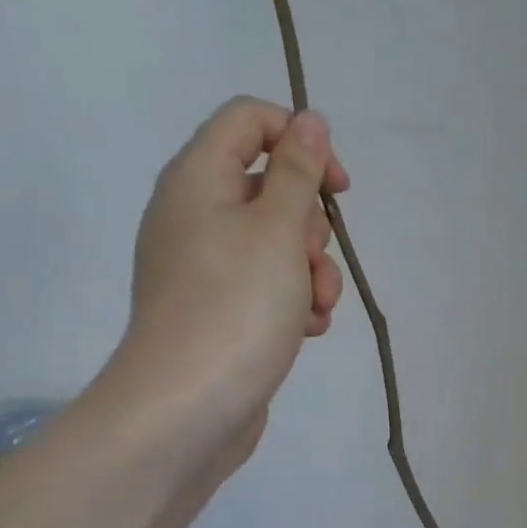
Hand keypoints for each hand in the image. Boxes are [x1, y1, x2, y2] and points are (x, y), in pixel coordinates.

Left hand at [114, 97, 349, 471]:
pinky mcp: (220, 309)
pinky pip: (269, 286)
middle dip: (310, 224)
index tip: (338, 187)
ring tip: (314, 308)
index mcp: (198, 179)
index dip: (300, 141)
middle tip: (310, 259)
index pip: (249, 120)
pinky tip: (306, 330)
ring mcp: (206, 266)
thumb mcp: (277, 229)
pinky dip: (294, 301)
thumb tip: (310, 121)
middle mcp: (196, 214)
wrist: (189, 407)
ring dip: (312, 271)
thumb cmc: (236, 307)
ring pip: (278, 244)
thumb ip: (298, 171)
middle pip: (271, 188)